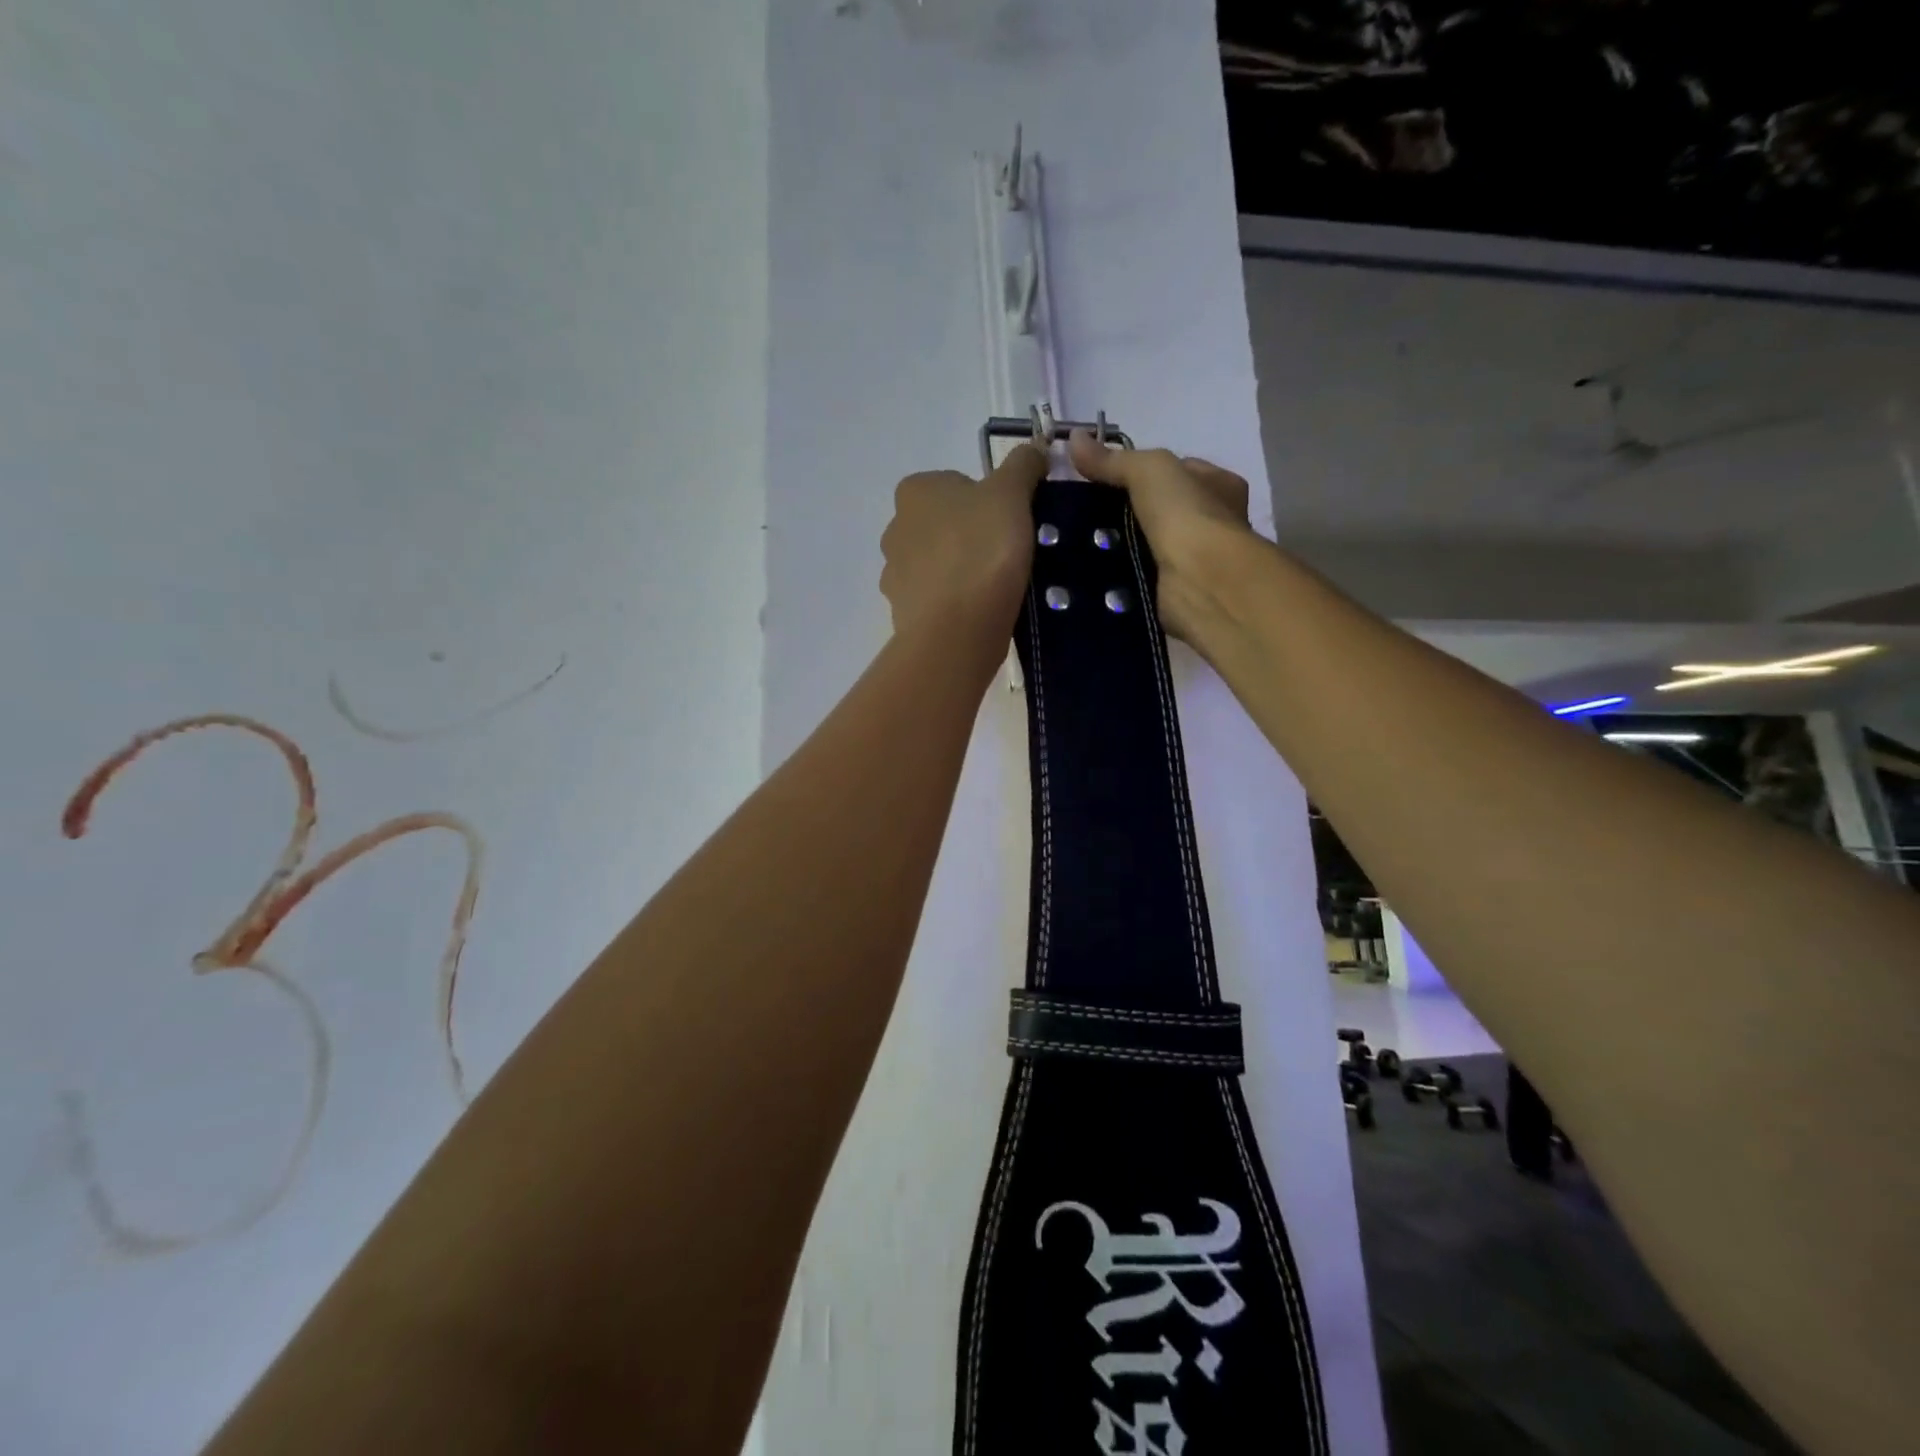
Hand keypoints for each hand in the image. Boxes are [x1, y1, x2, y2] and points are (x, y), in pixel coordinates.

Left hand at [880, 444, 1047, 641]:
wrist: (957, 629)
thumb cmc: (983, 550)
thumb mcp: (1012, 494)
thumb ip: (1023, 465)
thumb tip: (1034, 449)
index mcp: (914, 490)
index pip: (957, 484)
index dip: (990, 501)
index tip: (1011, 523)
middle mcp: (895, 528)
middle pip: (946, 525)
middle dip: (973, 536)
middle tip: (1008, 554)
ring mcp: (895, 574)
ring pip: (939, 563)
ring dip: (963, 570)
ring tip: (997, 587)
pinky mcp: (903, 613)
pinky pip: (937, 599)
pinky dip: (956, 602)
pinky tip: (979, 612)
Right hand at [1066, 430, 1256, 642]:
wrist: (1201, 581)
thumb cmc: (1187, 514)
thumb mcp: (1148, 470)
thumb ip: (1113, 459)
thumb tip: (1074, 439)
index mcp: (1220, 485)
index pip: (1177, 471)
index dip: (1142, 472)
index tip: (1103, 480)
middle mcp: (1214, 522)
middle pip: (1160, 510)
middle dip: (1127, 512)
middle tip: (1086, 515)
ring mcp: (1196, 560)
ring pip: (1149, 546)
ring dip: (1121, 547)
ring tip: (1080, 543)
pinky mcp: (1177, 592)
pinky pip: (1141, 578)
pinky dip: (1121, 577)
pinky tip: (1092, 574)